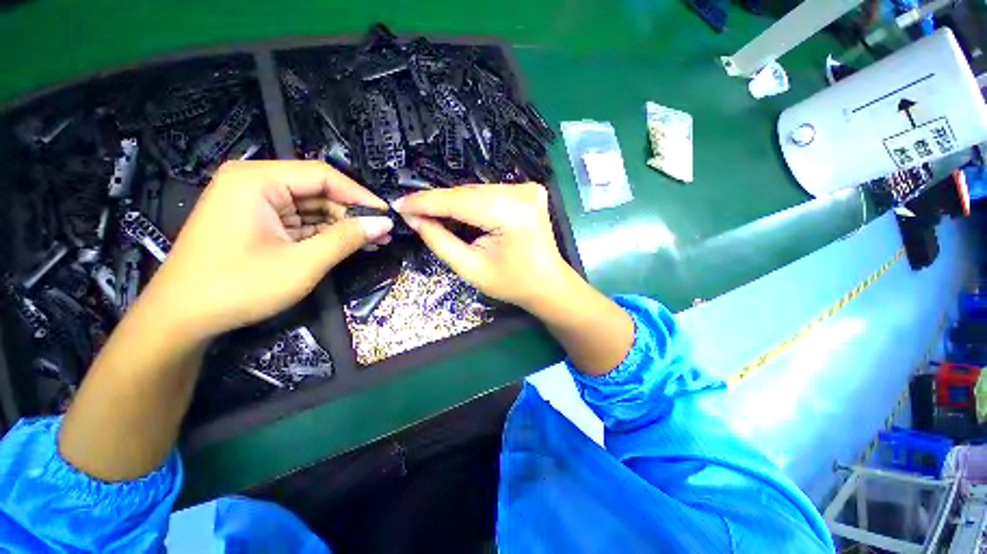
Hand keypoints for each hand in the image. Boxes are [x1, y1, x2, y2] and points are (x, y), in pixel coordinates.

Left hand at [143, 160, 392, 339]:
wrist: (181, 318)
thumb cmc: (238, 286)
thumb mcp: (302, 263)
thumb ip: (346, 239)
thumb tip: (383, 224)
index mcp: (257, 180)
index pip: (322, 176)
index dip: (360, 195)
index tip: (387, 216)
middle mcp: (254, 183)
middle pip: (317, 191)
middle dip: (352, 214)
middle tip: (382, 234)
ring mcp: (253, 204)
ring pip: (311, 208)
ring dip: (341, 226)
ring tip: (373, 241)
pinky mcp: (256, 223)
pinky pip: (299, 222)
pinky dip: (324, 234)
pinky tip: (348, 245)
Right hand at [393, 183, 571, 309]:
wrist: (548, 285)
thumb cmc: (513, 283)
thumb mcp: (471, 268)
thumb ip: (439, 241)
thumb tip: (413, 219)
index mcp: (509, 212)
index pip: (457, 201)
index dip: (425, 202)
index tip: (398, 205)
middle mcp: (520, 192)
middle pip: (466, 193)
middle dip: (437, 203)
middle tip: (411, 212)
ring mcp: (527, 188)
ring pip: (476, 192)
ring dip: (453, 203)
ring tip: (431, 215)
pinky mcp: (528, 191)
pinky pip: (488, 194)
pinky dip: (470, 203)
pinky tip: (457, 214)